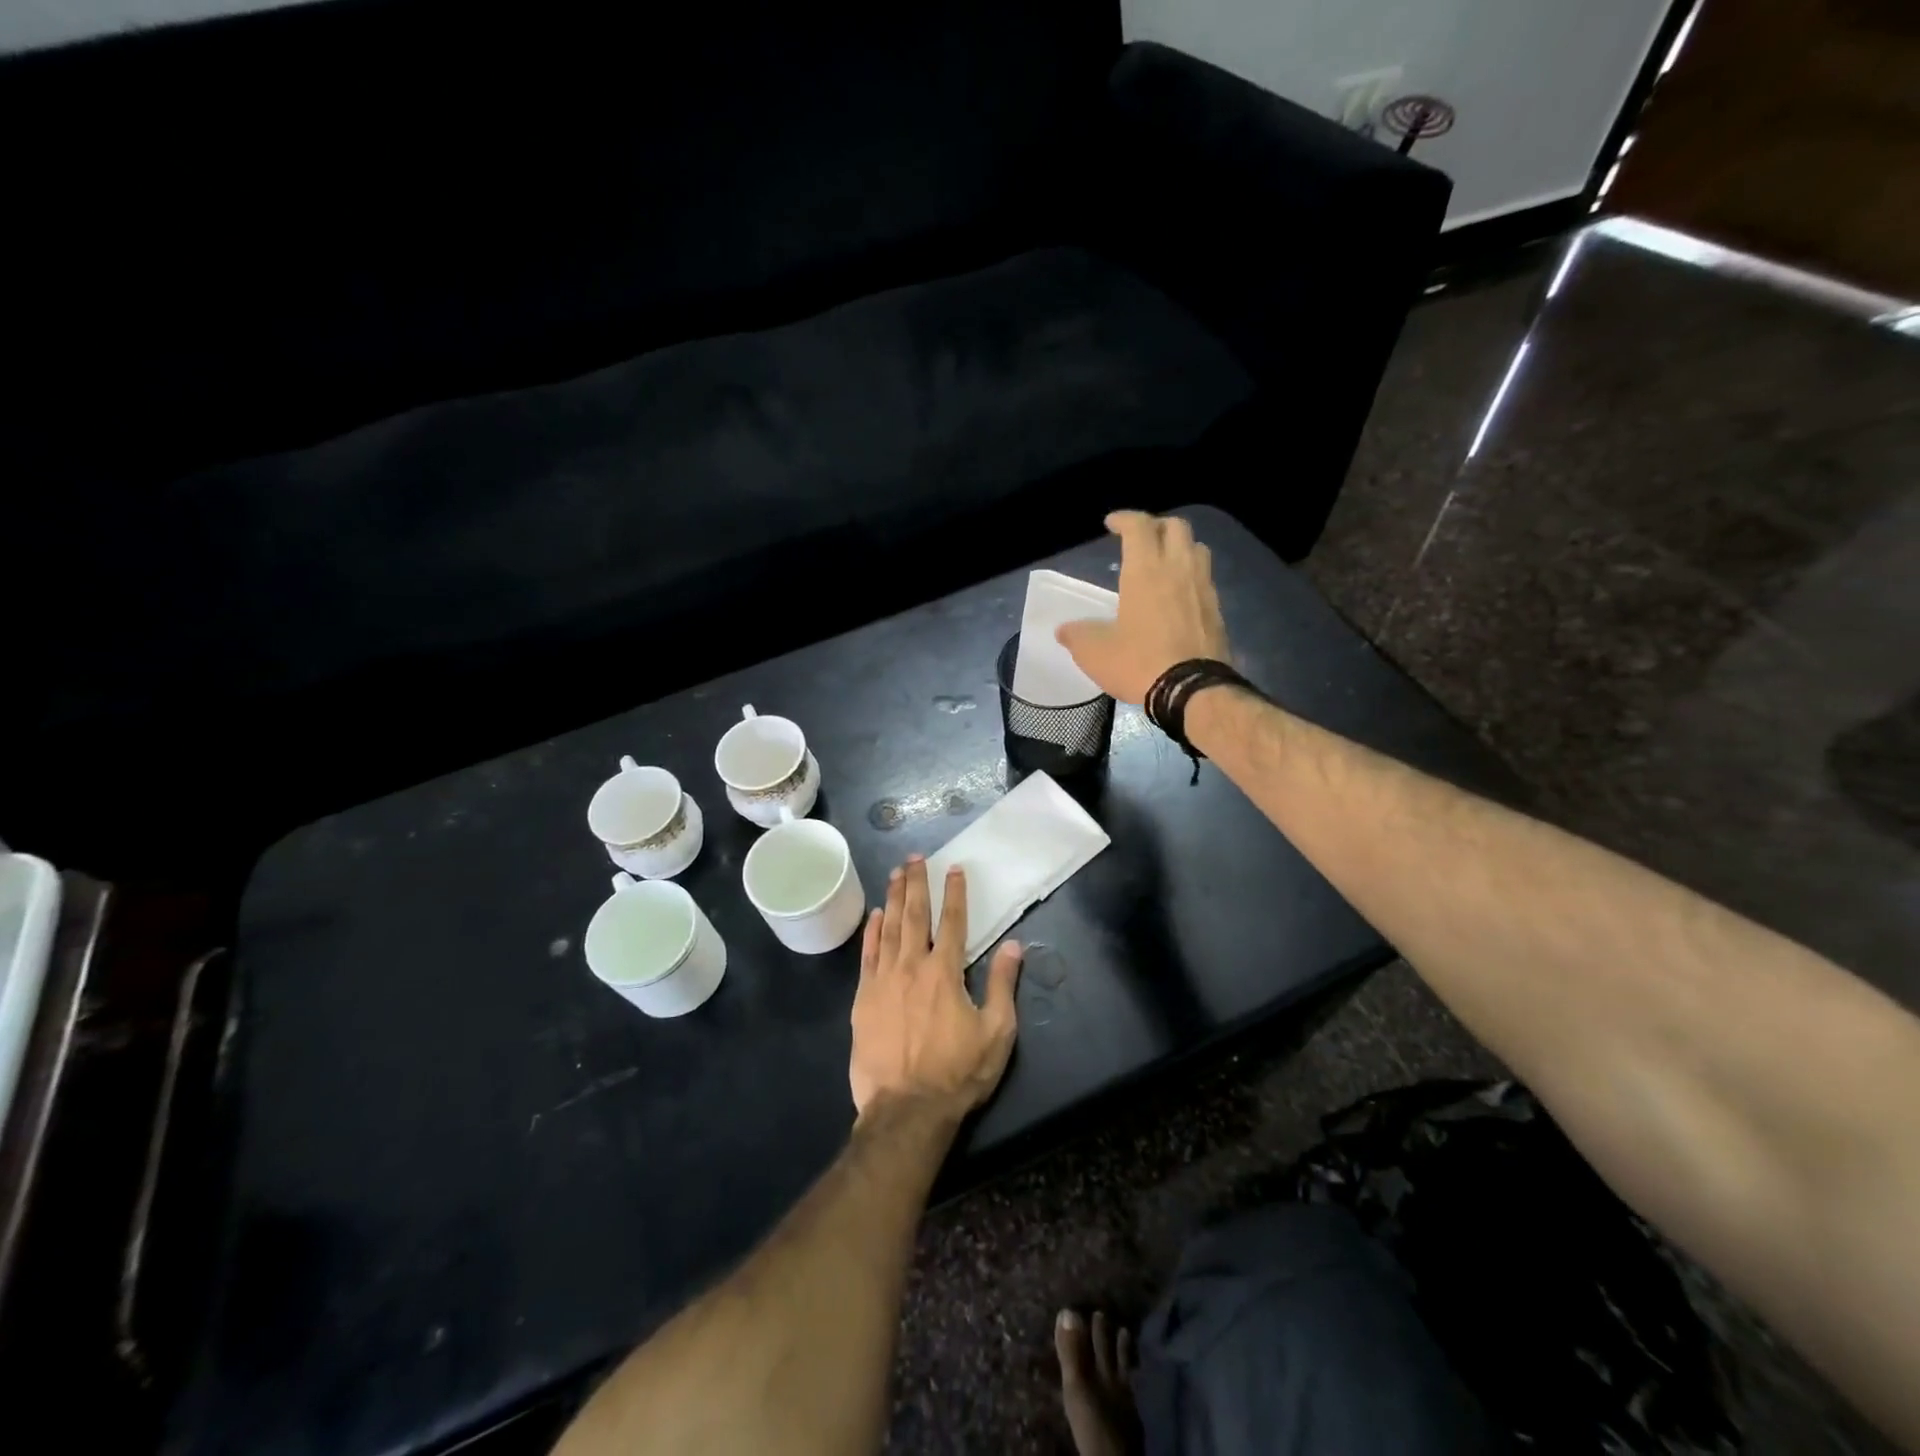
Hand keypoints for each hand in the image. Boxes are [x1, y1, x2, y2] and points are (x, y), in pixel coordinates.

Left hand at [849, 857, 1023, 1122]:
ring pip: (889, 928)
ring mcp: (883, 980)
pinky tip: (874, 916)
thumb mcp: (996, 1033)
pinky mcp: (864, 999)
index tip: (954, 868)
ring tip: (895, 873)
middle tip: (915, 858)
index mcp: (945, 972)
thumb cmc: (957, 1073)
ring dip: (893, 898)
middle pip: (914, 915)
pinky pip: (867, 955)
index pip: (952, 922)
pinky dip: (871, 933)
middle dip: (916, 883)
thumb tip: (1013, 946)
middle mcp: (912, 966)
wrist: (906, 1110)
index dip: (954, 893)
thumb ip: (1003, 986)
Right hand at [1055, 511, 1232, 704]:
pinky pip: (1205, 579)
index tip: (1112, 524)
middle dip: (1156, 526)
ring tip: (1164, 562)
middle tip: (1140, 539)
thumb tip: (1064, 630)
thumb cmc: (1139, 663)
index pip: (1139, 526)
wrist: (1193, 690)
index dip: (1125, 519)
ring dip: (1180, 547)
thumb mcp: (1095, 653)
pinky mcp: (1217, 610)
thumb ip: (1077, 636)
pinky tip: (1179, 596)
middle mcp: (1178, 569)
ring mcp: (1203, 588)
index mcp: (1146, 571)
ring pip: (1197, 548)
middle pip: (1176, 527)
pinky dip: (1191, 576)